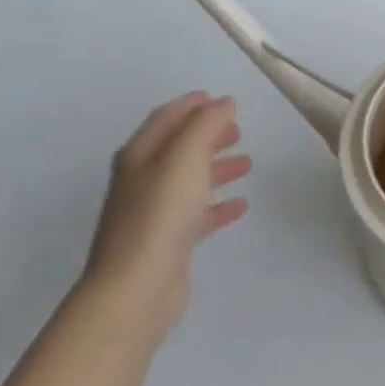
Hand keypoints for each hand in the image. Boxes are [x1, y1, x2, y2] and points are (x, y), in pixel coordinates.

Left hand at [83, 92, 251, 337]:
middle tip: (239, 130)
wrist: (137, 286)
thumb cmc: (161, 212)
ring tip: (247, 163)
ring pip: (189, 180)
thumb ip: (206, 124)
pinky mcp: (168, 242)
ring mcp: (153, 213)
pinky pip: (197, 214)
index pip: (167, 118)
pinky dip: (218, 204)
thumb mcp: (186, 155)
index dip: (193, 105)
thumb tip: (224, 103)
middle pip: (178, 148)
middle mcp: (142, 180)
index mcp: (140, 155)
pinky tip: (240, 205)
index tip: (222, 100)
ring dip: (216, 168)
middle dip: (208, 135)